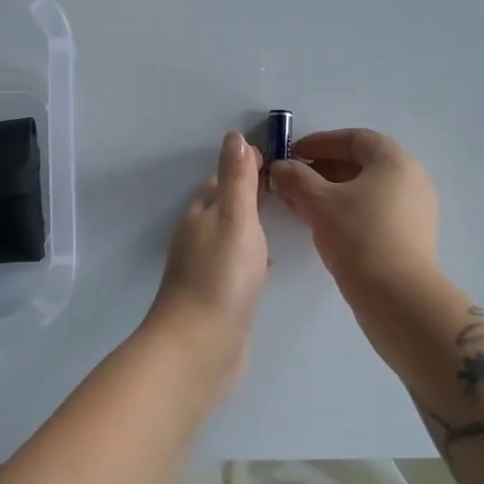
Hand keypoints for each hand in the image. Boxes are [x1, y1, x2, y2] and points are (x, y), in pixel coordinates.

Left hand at [144, 131, 270, 389]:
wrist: (201, 346)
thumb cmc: (221, 276)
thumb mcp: (235, 218)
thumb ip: (237, 179)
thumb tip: (234, 136)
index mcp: (200, 214)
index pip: (221, 180)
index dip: (245, 167)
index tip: (275, 159)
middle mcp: (198, 238)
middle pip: (224, 207)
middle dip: (249, 195)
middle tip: (285, 189)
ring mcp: (206, 270)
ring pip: (231, 237)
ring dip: (251, 226)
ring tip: (283, 220)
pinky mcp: (218, 298)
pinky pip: (237, 267)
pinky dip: (251, 257)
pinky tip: (268, 264)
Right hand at [268, 128, 438, 291]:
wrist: (399, 297)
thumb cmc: (359, 237)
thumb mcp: (319, 203)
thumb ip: (296, 178)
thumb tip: (280, 167)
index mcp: (394, 161)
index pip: (355, 138)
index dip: (321, 142)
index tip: (294, 153)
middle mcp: (412, 179)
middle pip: (362, 163)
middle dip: (324, 169)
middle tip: (294, 180)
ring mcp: (416, 209)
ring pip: (368, 190)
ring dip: (333, 192)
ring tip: (303, 205)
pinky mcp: (413, 236)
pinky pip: (376, 211)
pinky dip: (349, 210)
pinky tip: (325, 226)